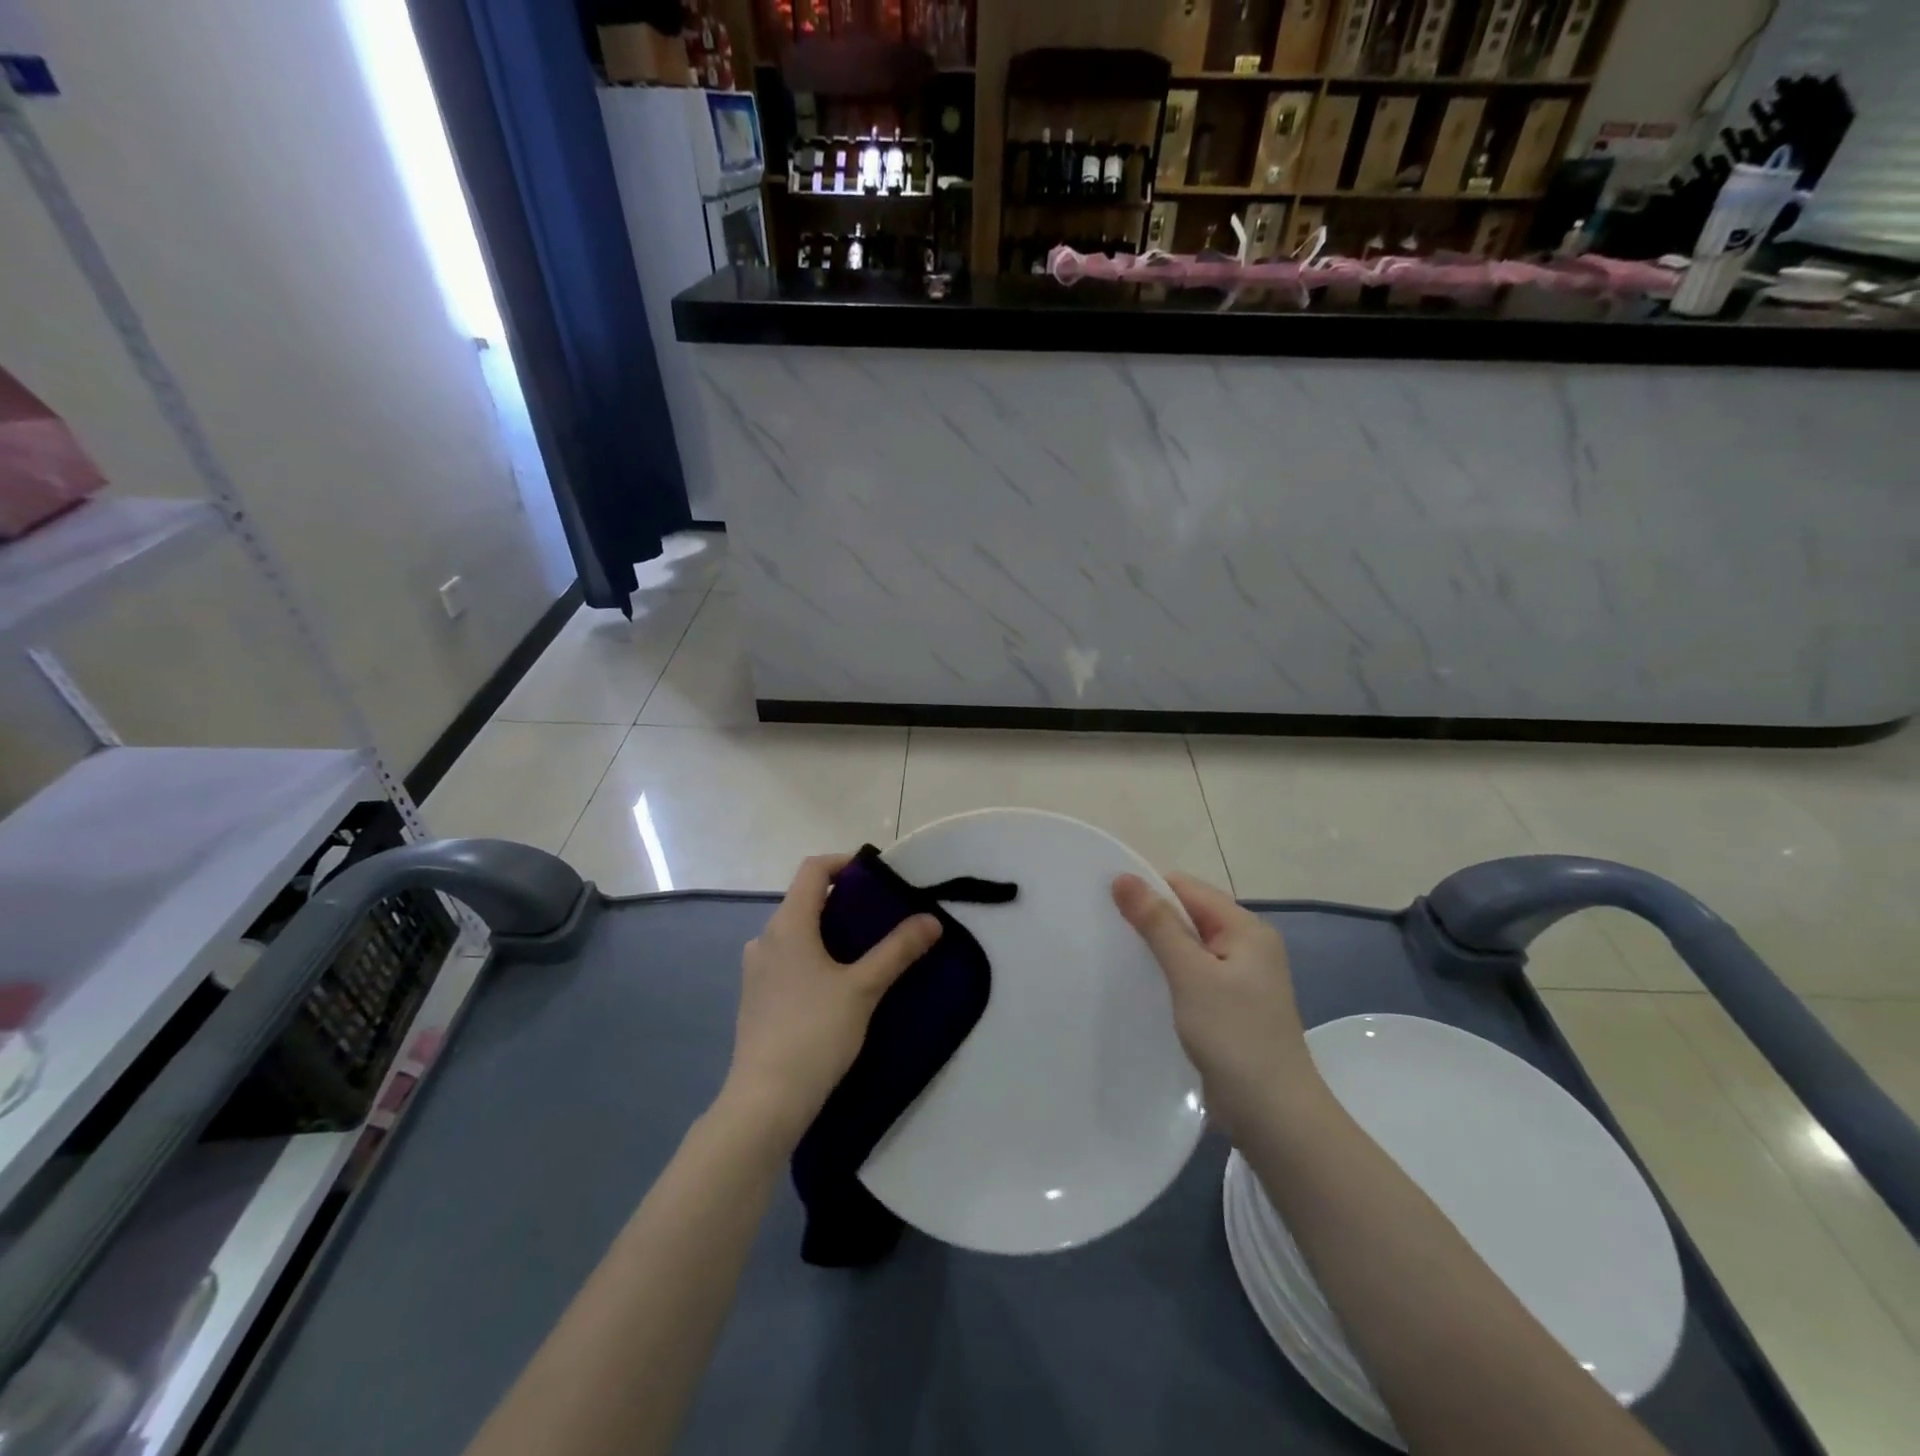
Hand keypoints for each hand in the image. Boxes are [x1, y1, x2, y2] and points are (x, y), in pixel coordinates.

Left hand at [722, 854, 941, 1145]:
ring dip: (828, 931)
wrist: (765, 1101)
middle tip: (880, 917)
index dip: (844, 863)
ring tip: (863, 951)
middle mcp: (765, 939)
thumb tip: (932, 920)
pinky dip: (812, 955)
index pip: (812, 870)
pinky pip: (787, 958)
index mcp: (788, 925)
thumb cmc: (815, 1033)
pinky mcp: (755, 997)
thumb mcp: (864, 989)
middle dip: (842, 901)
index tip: (875, 876)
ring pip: (796, 932)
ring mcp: (756, 970)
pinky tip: (836, 985)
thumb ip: (897, 951)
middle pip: (804, 900)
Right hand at [1112, 872, 1312, 1139]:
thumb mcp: (1191, 974)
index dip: (1149, 889)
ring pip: (1189, 947)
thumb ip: (1158, 924)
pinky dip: (1168, 974)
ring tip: (1115, 952)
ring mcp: (1241, 979)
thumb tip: (1123, 878)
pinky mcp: (1230, 1006)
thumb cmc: (1234, 1036)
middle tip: (1104, 926)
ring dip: (1157, 948)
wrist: (1274, 1115)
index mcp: (1247, 929)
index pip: (1189, 889)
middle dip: (1150, 918)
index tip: (1106, 899)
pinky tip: (1142, 984)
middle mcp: (1248, 946)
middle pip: (1190, 915)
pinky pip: (1193, 975)